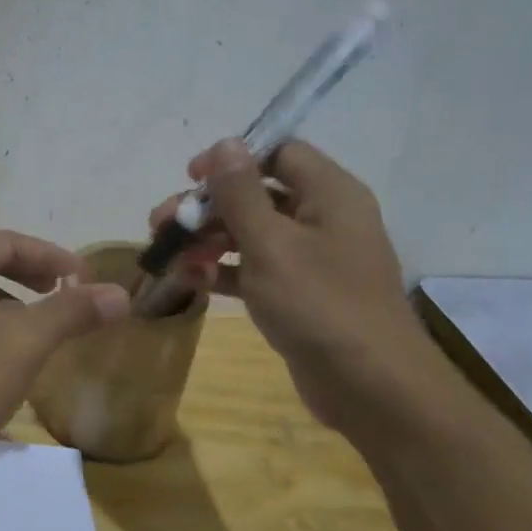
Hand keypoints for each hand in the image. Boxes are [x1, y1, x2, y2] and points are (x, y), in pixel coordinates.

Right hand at [151, 139, 439, 429]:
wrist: (370, 387)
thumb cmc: (319, 304)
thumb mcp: (271, 244)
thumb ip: (241, 194)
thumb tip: (224, 144)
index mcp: (329, 194)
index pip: (279, 154)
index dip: (232, 159)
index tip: (190, 177)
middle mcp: (323, 219)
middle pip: (257, 195)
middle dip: (207, 207)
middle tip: (161, 224)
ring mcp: (312, 260)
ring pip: (250, 234)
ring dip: (207, 240)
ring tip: (166, 255)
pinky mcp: (299, 295)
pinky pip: (255, 270)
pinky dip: (223, 272)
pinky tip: (190, 282)